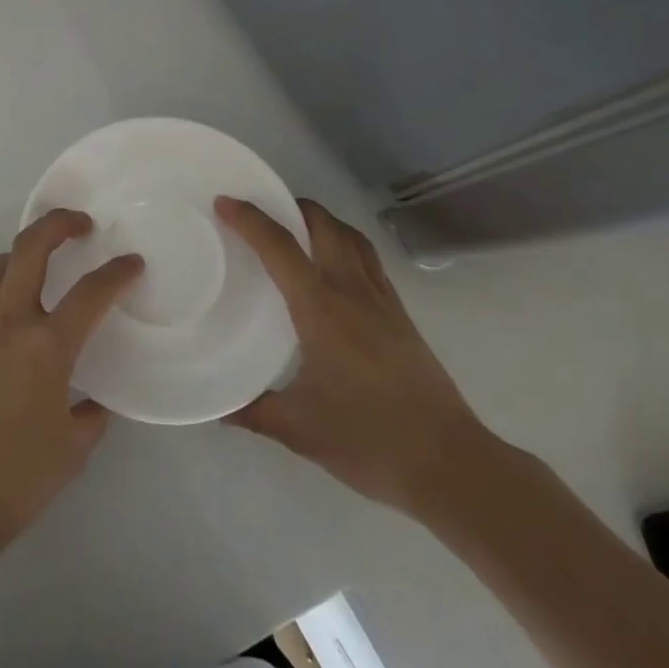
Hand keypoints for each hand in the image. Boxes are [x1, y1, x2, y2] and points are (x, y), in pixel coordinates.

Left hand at [0, 209, 141, 554]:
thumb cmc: (18, 478)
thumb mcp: (72, 450)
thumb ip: (90, 415)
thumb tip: (94, 401)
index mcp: (47, 347)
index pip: (90, 294)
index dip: (117, 273)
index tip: (132, 264)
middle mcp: (10, 324)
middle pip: (29, 249)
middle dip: (57, 224)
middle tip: (80, 223)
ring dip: (22, 251)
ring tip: (42, 260)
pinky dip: (1, 284)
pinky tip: (17, 309)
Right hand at [216, 195, 489, 515]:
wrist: (451, 465)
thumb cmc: (369, 440)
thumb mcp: (299, 430)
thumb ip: (253, 411)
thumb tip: (216, 407)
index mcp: (321, 309)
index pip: (280, 247)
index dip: (249, 220)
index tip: (223, 202)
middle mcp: (353, 292)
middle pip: (324, 225)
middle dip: (291, 206)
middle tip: (261, 211)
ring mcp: (383, 302)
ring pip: (352, 238)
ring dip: (322, 221)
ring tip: (296, 228)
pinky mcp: (402, 316)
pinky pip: (369, 260)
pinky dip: (345, 244)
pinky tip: (334, 269)